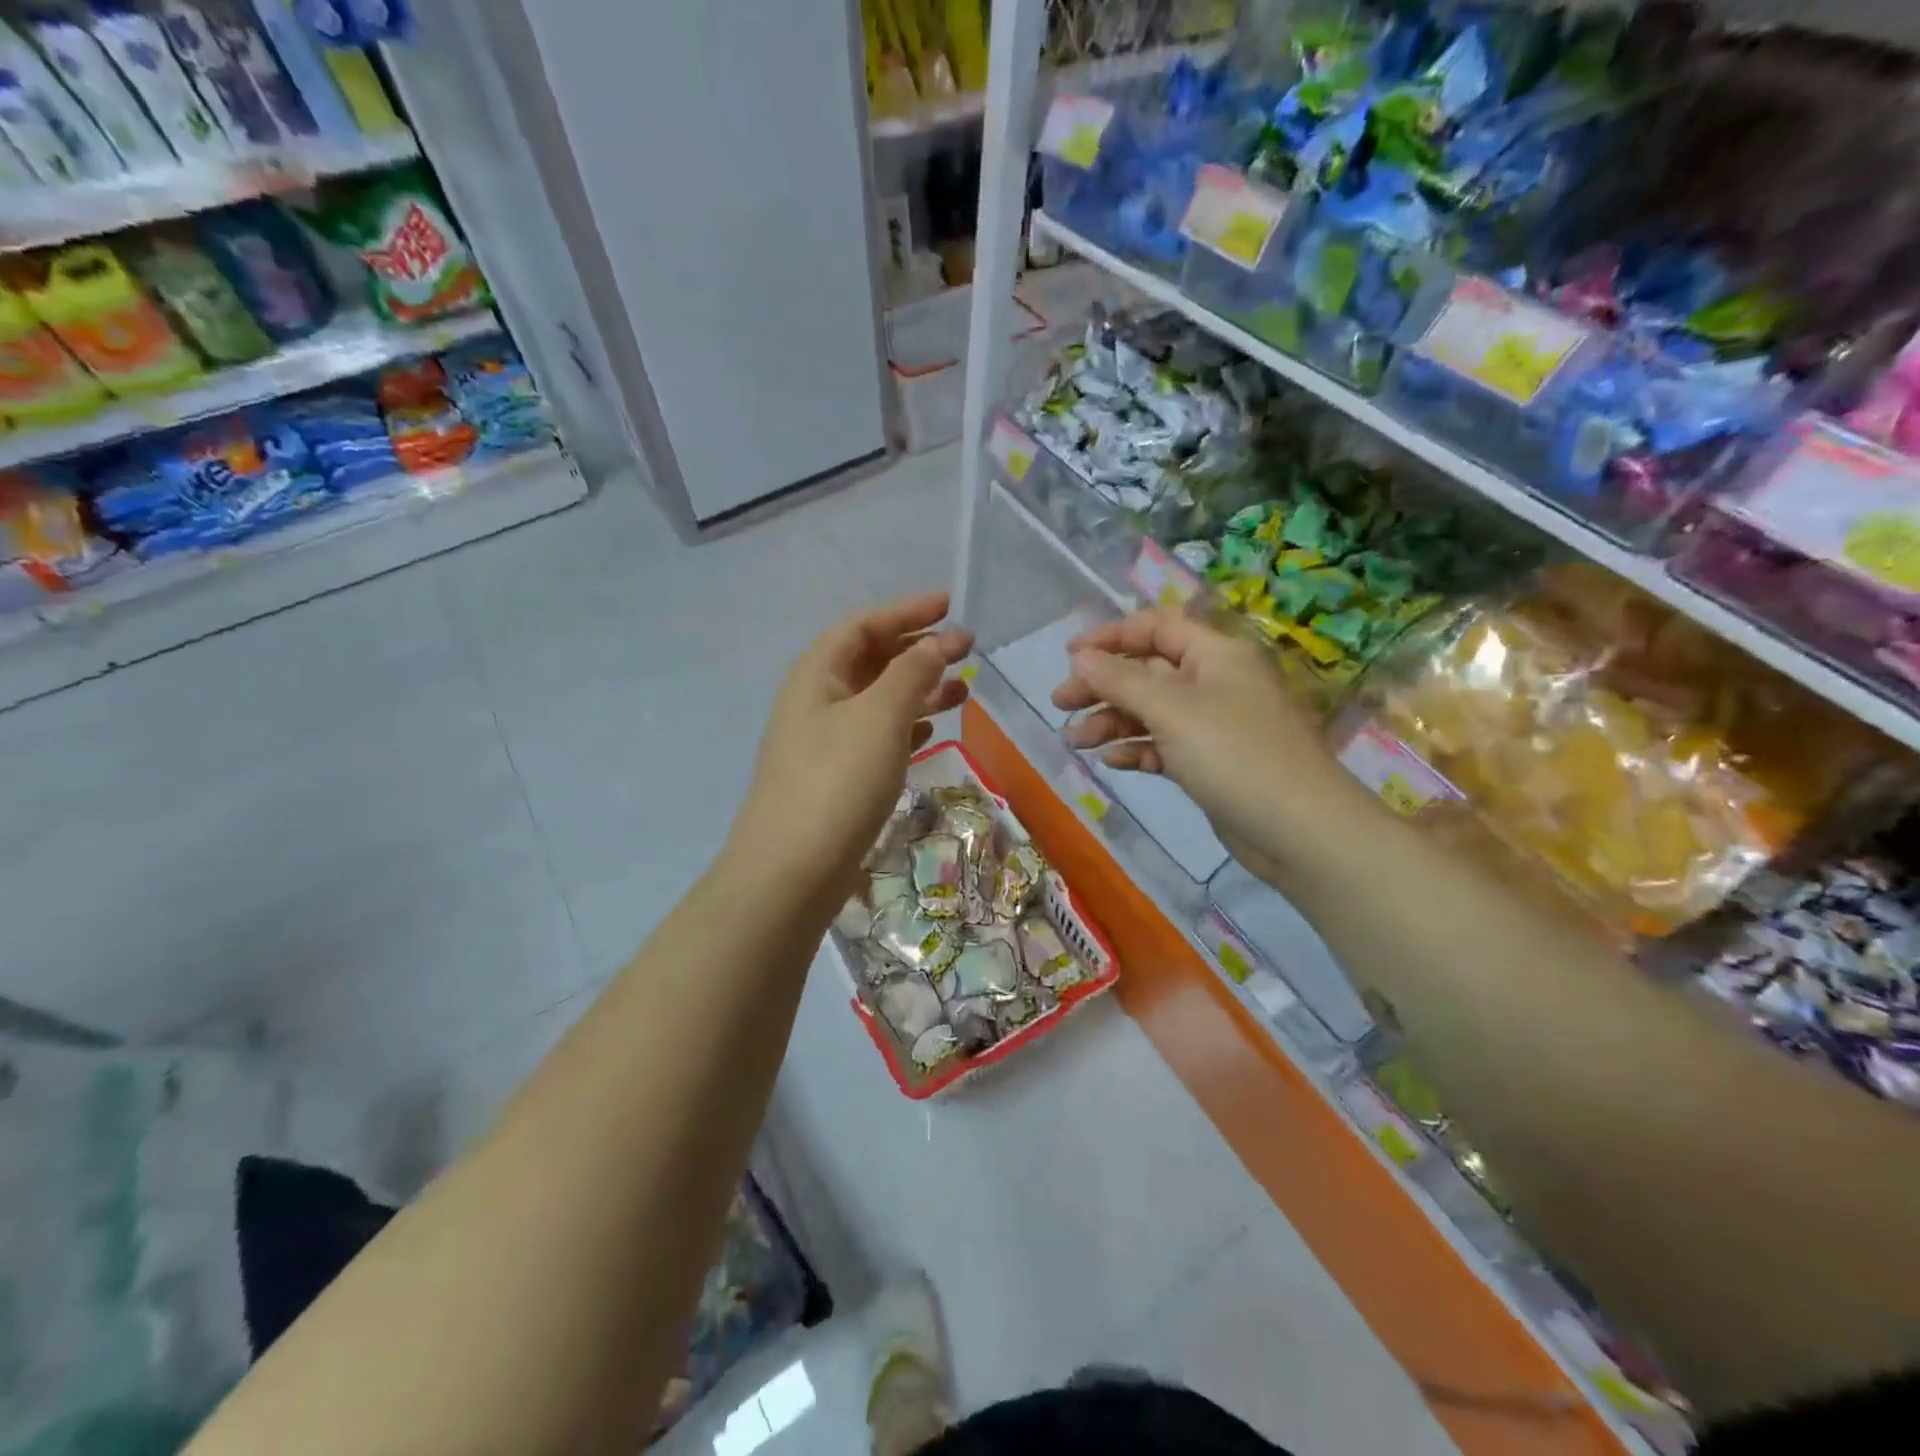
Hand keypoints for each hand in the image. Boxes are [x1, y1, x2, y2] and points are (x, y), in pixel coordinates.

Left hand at [727, 593, 972, 902]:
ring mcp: (824, 741)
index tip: (948, 605)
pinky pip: (877, 735)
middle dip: (917, 649)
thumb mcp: (880, 715)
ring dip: (919, 689)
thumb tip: (936, 643)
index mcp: (817, 674)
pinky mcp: (836, 776)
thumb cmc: (838, 780)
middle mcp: (816, 700)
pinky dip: (906, 725)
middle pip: (871, 660)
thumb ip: (911, 672)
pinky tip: (932, 729)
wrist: (792, 870)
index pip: (862, 626)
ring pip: (878, 700)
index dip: (905, 611)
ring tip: (963, 689)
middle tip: (966, 648)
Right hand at [1051, 609, 1375, 883]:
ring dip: (1112, 722)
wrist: (1299, 830)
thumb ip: (1121, 681)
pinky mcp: (1211, 763)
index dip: (1111, 636)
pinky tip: (1113, 762)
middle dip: (1103, 685)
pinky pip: (1165, 746)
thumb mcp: (1172, 710)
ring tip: (1076, 741)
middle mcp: (1215, 682)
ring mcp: (1214, 725)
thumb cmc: (1235, 755)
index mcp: (1215, 655)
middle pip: (1148, 672)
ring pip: (1152, 712)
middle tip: (1060, 704)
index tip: (1069, 655)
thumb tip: (1080, 656)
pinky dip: (1138, 750)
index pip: (1156, 628)